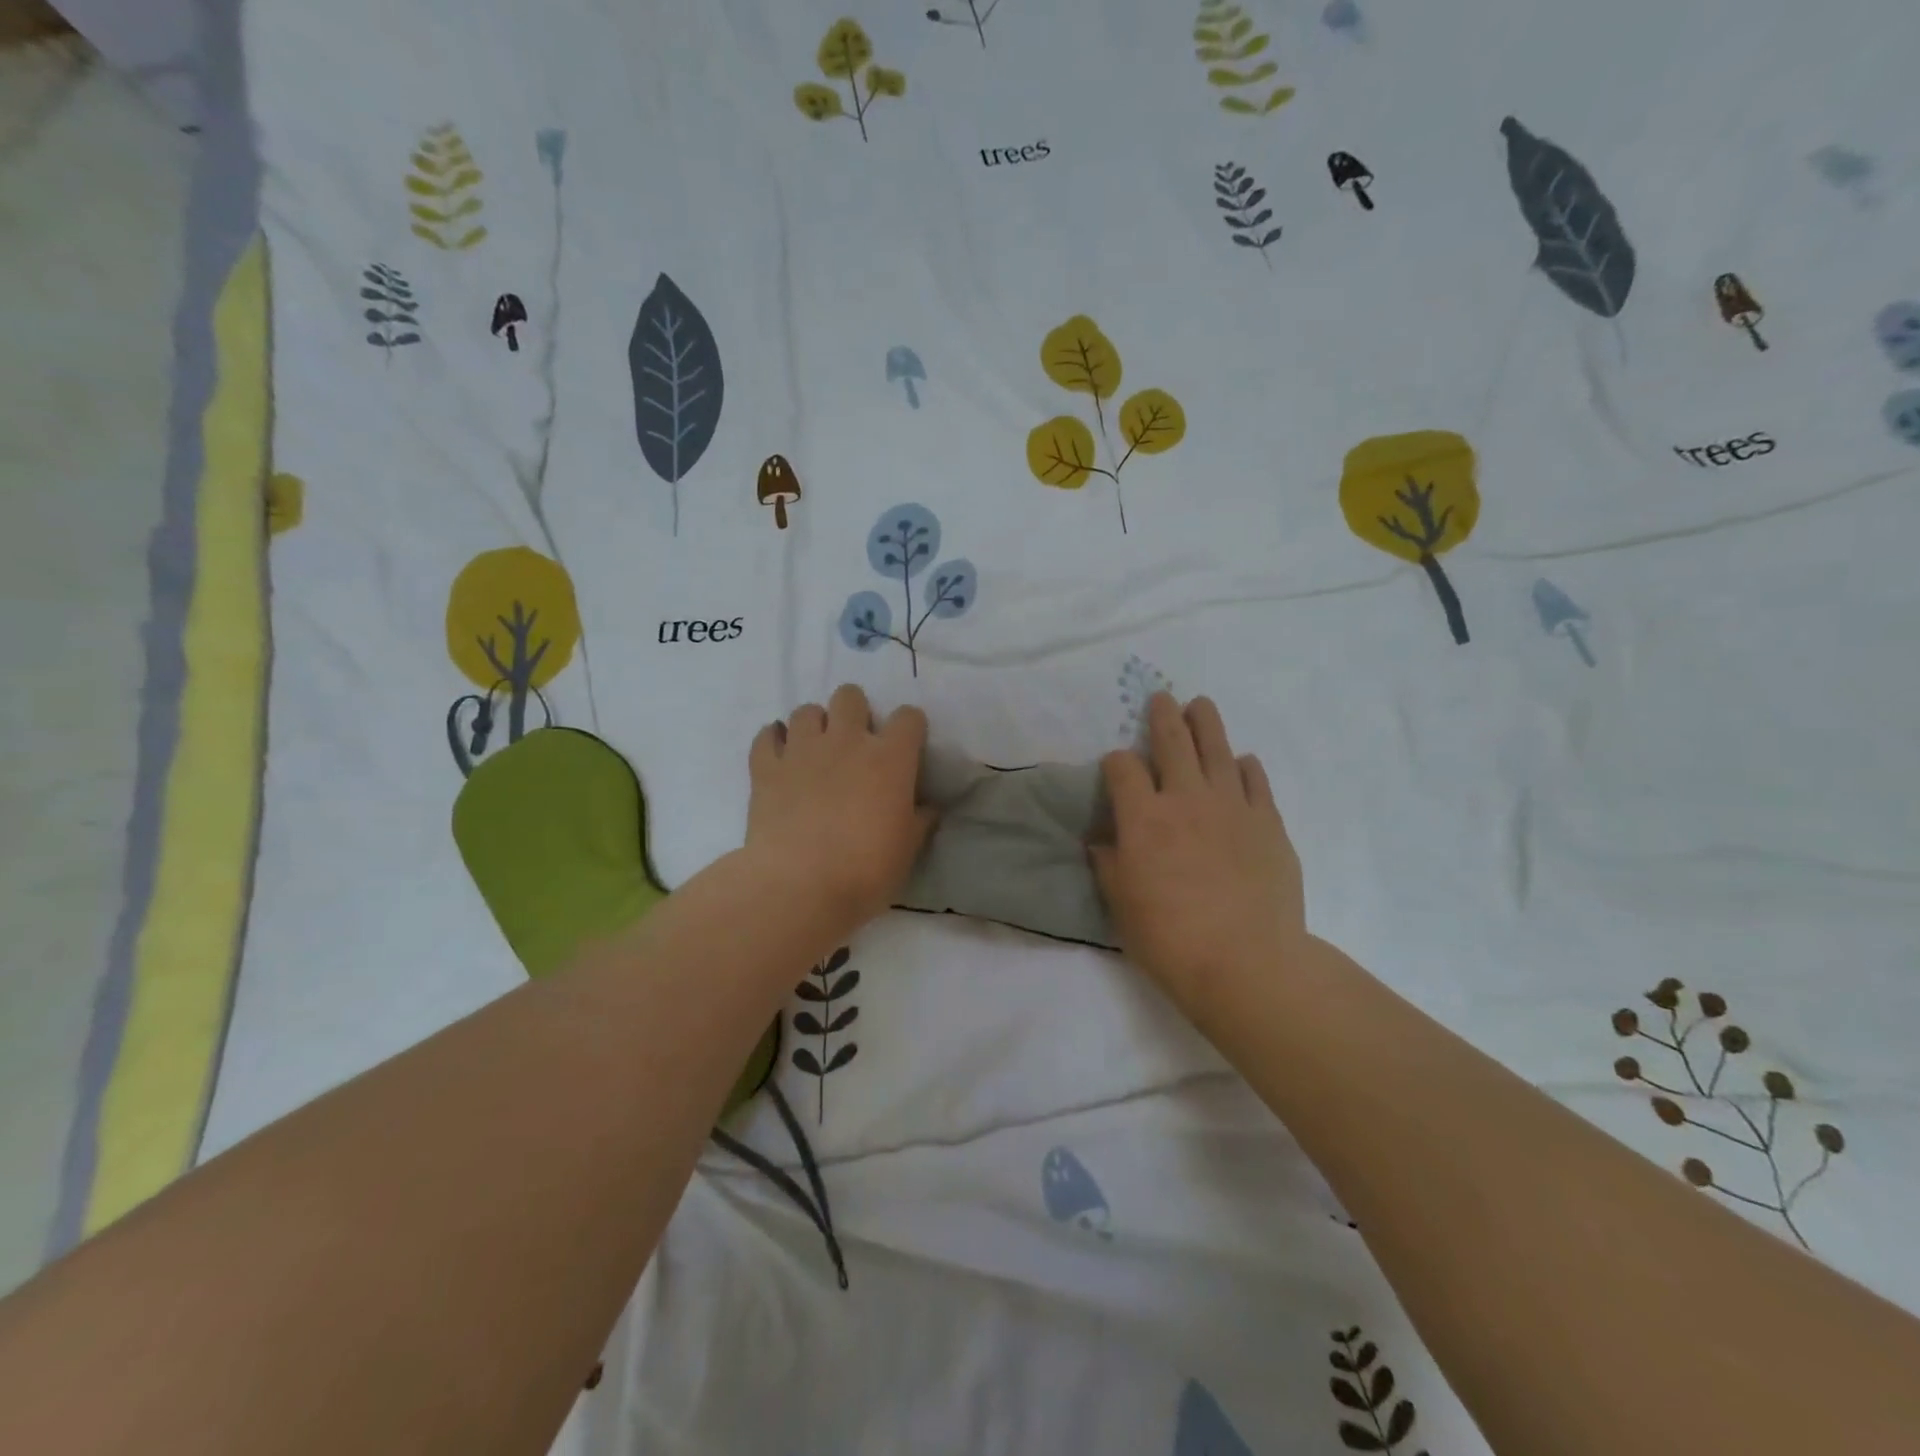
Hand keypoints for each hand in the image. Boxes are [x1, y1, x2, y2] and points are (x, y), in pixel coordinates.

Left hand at [746, 684, 934, 940]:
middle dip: (855, 711)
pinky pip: (766, 736)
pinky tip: (779, 755)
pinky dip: (773, 741)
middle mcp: (846, 741)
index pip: (908, 718)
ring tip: (815, 750)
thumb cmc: (865, 869)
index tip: (907, 746)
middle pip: (850, 696)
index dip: (910, 727)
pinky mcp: (766, 767)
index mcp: (889, 758)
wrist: (798, 886)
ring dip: (814, 725)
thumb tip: (928, 808)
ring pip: (806, 710)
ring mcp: (802, 750)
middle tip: (855, 742)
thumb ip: (919, 821)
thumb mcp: (907, 850)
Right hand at [1090, 693, 1306, 1009]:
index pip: (1122, 769)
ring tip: (1200, 705)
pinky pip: (1254, 781)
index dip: (1116, 762)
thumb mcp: (1121, 904)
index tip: (1116, 768)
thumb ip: (1109, 865)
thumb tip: (1101, 842)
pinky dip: (1245, 767)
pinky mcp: (1267, 821)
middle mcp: (1185, 799)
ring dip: (1206, 723)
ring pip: (1217, 748)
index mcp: (1143, 817)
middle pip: (1172, 742)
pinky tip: (1242, 762)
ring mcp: (1231, 806)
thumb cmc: (1169, 938)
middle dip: (1162, 716)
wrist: (1246, 962)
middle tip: (1161, 698)